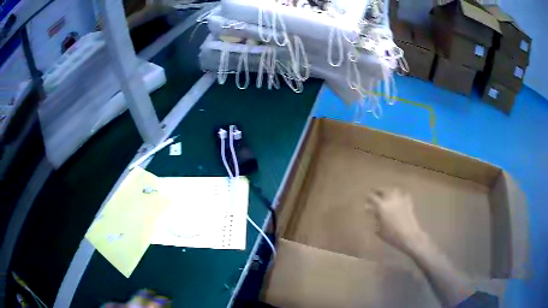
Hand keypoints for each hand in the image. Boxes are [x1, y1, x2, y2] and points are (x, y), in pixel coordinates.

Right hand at [366, 188, 428, 254]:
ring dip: (390, 191)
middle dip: (379, 190)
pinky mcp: (408, 204)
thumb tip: (374, 213)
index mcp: (382, 207)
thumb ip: (376, 220)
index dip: (369, 197)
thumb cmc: (392, 236)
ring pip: (394, 190)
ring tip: (387, 193)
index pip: (373, 197)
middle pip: (384, 190)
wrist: (409, 236)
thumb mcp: (379, 230)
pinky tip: (400, 198)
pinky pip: (404, 196)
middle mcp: (391, 200)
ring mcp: (401, 201)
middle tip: (375, 191)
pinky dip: (401, 196)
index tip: (366, 197)